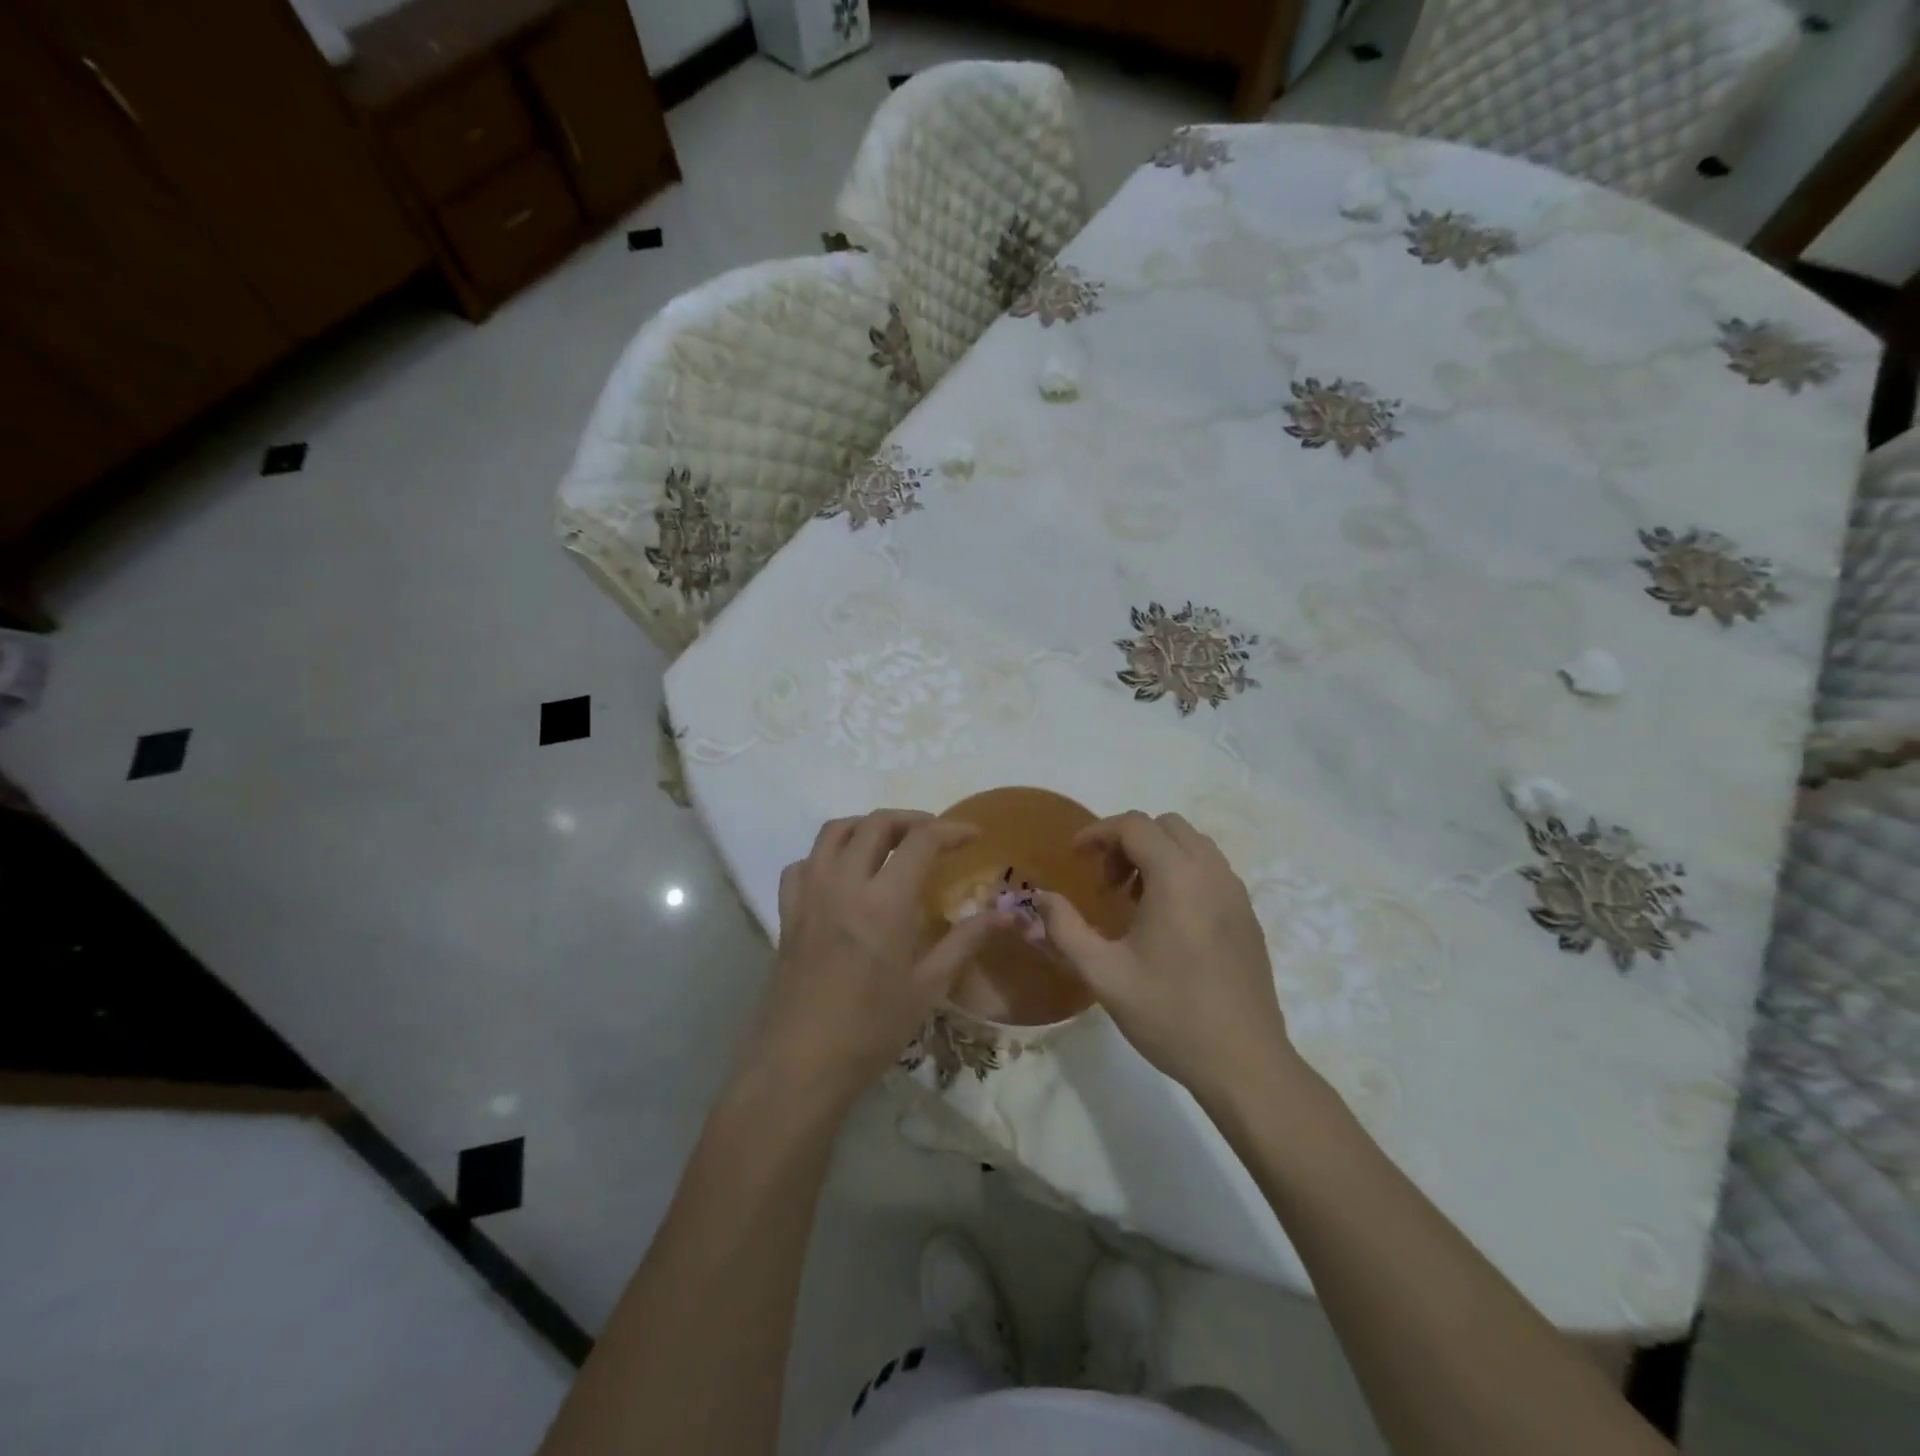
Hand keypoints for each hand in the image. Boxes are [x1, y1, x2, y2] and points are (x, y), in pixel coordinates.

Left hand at [746, 809, 1011, 1112]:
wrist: (802, 1062)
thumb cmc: (872, 1028)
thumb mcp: (929, 986)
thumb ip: (967, 940)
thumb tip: (1007, 914)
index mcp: (884, 901)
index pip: (921, 841)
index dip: (951, 830)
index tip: (972, 835)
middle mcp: (844, 883)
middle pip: (875, 823)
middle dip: (911, 819)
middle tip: (934, 835)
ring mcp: (810, 894)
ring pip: (834, 831)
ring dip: (866, 825)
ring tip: (889, 842)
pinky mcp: (787, 911)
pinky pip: (803, 863)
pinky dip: (826, 855)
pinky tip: (841, 875)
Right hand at [1036, 811, 1291, 1100]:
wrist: (1244, 1063)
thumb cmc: (1170, 1014)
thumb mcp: (1103, 974)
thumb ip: (1065, 929)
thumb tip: (1042, 897)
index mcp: (1177, 878)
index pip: (1134, 825)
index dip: (1098, 832)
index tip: (1075, 857)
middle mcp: (1211, 873)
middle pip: (1165, 826)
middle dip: (1127, 841)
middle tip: (1105, 882)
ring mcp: (1236, 893)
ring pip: (1192, 844)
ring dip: (1156, 855)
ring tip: (1133, 900)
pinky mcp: (1248, 915)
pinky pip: (1211, 870)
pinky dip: (1182, 872)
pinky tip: (1167, 920)